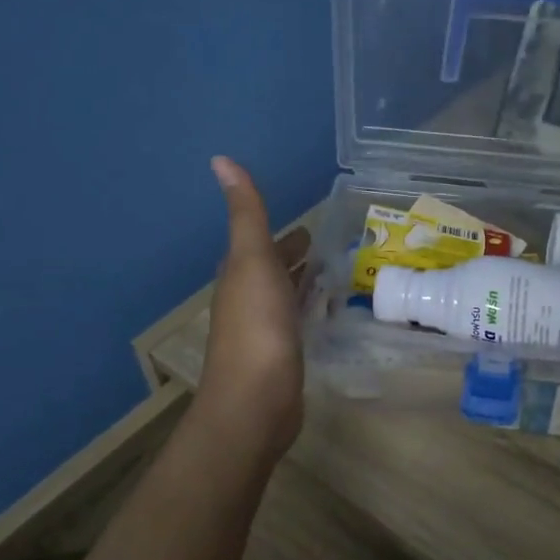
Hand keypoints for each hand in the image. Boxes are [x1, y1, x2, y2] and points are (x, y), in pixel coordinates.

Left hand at [197, 157, 308, 460]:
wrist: (256, 400)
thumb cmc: (257, 326)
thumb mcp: (253, 259)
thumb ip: (246, 213)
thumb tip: (220, 159)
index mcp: (239, 276)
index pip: (259, 247)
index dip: (281, 237)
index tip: (310, 228)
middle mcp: (248, 302)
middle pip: (273, 273)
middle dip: (295, 260)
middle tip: (331, 248)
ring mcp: (265, 333)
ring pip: (286, 300)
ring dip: (305, 285)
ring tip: (339, 276)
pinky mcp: (283, 359)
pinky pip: (299, 325)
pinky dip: (311, 313)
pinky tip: (329, 316)